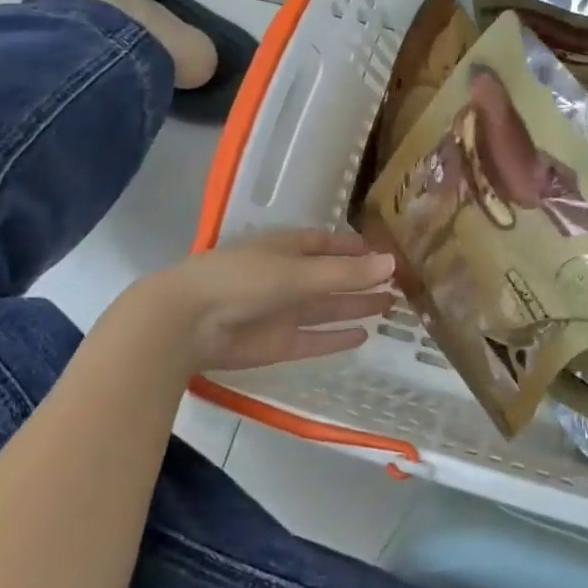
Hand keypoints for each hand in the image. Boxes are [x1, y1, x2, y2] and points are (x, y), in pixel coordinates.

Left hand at [114, 229, 395, 372]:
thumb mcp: (299, 272)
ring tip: (391, 307)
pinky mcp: (278, 343)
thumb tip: (393, 264)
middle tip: (400, 284)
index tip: (385, 251)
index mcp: (287, 248)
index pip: (327, 243)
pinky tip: (363, 336)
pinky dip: (337, 338)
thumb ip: (346, 273)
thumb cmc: (243, 280)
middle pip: (332, 277)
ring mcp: (283, 311)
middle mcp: (288, 277)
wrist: (187, 323)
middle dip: (362, 280)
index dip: (355, 247)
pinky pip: (315, 338)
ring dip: (356, 307)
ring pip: (327, 308)